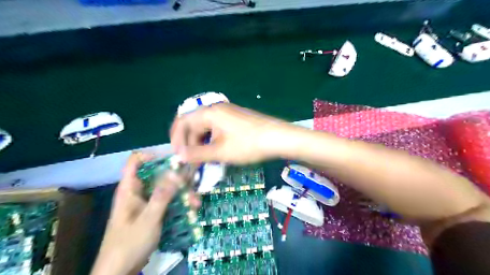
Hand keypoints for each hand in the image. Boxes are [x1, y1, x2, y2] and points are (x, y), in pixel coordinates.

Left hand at [91, 153, 198, 274]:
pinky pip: (169, 201)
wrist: (119, 272)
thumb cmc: (129, 244)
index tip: (173, 159)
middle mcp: (139, 192)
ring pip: (167, 189)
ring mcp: (148, 202)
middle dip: (177, 178)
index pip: (136, 161)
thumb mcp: (148, 219)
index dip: (153, 155)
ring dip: (182, 193)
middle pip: (158, 175)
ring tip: (195, 202)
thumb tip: (175, 172)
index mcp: (130, 189)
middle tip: (193, 182)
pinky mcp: (154, 212)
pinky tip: (191, 209)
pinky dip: (180, 203)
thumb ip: (162, 196)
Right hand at [171, 102, 291, 162]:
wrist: (278, 137)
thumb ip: (197, 154)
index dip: (176, 139)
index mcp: (209, 113)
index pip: (182, 122)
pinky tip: (216, 151)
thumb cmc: (248, 144)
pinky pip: (217, 128)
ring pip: (206, 127)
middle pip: (194, 124)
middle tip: (192, 161)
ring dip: (201, 143)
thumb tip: (179, 155)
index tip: (178, 156)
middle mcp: (216, 109)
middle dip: (190, 143)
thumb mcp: (220, 152)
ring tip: (204, 159)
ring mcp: (227, 113)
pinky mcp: (235, 119)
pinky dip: (212, 140)